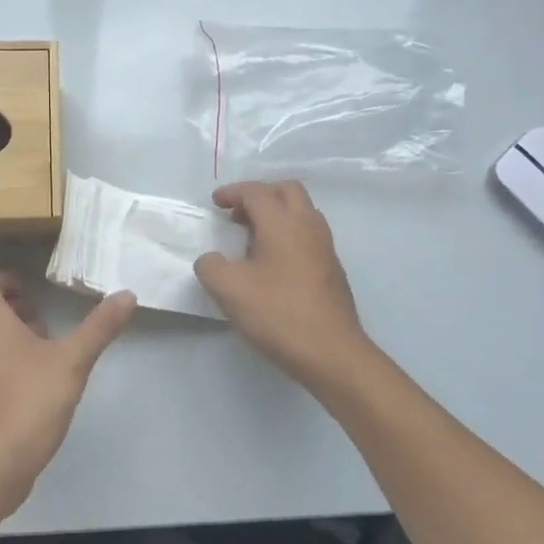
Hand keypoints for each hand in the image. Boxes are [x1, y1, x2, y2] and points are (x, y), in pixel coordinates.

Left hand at [0, 272, 136, 506]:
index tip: (30, 287)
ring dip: (8, 332)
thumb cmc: (30, 399)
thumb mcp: (72, 360)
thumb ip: (99, 327)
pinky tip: (38, 375)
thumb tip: (127, 295)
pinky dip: (6, 356)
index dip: (5, 280)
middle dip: (8, 305)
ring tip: (43, 341)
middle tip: (37, 311)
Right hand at [193, 181, 378, 394]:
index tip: (215, 203)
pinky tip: (273, 262)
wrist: (332, 353)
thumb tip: (212, 260)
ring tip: (253, 237)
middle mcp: (308, 226)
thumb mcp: (228, 290)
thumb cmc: (278, 314)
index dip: (233, 192)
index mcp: (282, 223)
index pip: (256, 192)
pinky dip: (288, 233)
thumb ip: (210, 266)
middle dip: (260, 194)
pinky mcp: (332, 269)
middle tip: (238, 214)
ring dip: (277, 213)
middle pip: (287, 190)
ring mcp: (325, 248)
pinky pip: (309, 234)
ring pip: (302, 211)